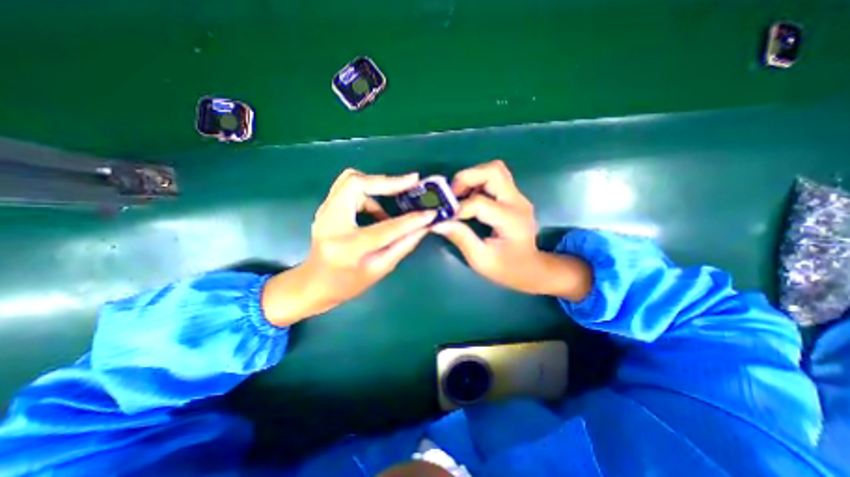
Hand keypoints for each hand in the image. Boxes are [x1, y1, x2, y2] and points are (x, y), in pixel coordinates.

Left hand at [260, 170, 434, 326]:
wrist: (313, 283)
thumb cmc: (347, 284)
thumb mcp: (380, 269)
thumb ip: (403, 246)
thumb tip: (424, 227)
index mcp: (347, 247)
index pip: (384, 229)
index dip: (410, 220)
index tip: (430, 212)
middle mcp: (330, 223)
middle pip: (356, 183)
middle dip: (387, 181)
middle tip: (411, 182)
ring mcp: (324, 212)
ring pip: (352, 180)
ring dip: (378, 187)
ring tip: (395, 203)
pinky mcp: (327, 207)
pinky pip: (349, 188)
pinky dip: (369, 194)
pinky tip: (378, 212)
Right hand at [433, 162, 591, 300]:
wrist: (531, 268)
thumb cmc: (507, 269)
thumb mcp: (481, 259)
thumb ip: (461, 238)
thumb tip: (438, 223)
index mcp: (511, 220)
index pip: (480, 202)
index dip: (458, 208)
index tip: (444, 218)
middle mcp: (517, 202)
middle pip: (493, 171)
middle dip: (467, 178)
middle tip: (452, 195)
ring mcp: (517, 197)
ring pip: (495, 170)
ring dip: (472, 178)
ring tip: (459, 195)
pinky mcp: (513, 197)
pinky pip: (494, 178)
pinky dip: (477, 182)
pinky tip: (469, 198)